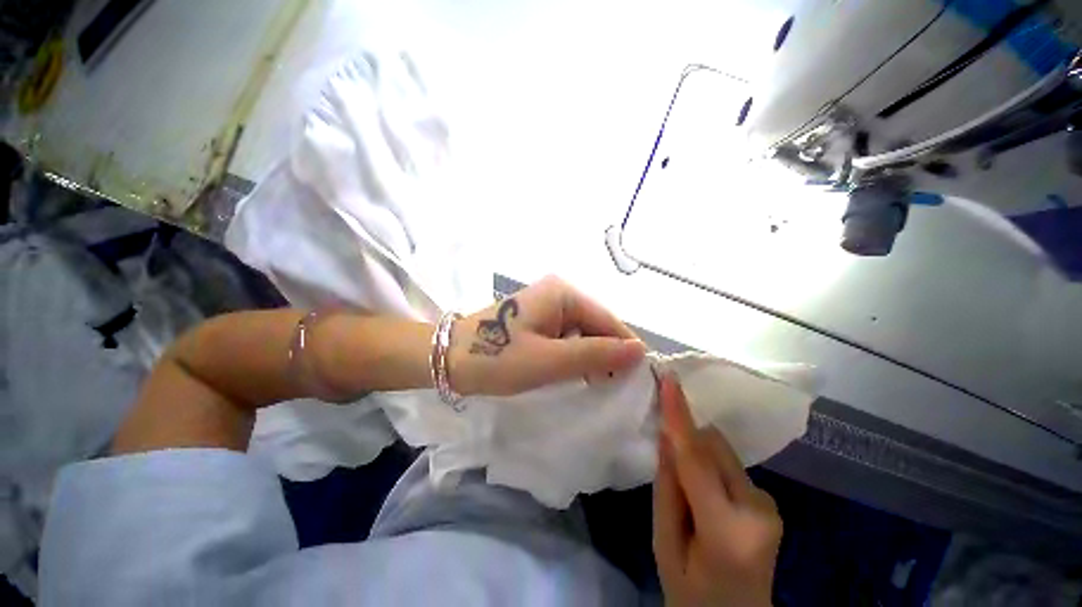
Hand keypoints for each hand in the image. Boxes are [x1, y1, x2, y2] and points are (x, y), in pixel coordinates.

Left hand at [448, 275, 646, 395]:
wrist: (450, 359)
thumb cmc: (498, 358)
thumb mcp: (551, 360)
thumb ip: (596, 354)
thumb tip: (640, 351)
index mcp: (564, 293)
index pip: (608, 320)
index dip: (623, 349)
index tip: (635, 380)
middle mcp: (559, 292)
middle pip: (596, 324)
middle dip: (605, 354)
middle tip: (611, 387)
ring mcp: (547, 305)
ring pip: (582, 332)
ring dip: (589, 356)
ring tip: (593, 383)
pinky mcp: (538, 319)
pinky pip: (567, 336)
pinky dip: (573, 355)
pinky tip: (572, 372)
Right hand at [654, 374, 782, 606]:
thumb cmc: (691, 592)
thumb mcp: (664, 544)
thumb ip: (666, 487)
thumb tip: (666, 437)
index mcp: (728, 530)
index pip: (697, 460)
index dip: (680, 416)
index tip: (668, 379)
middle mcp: (759, 510)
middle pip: (713, 448)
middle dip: (686, 441)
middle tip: (666, 459)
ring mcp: (769, 504)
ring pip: (722, 452)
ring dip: (698, 455)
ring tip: (688, 489)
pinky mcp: (770, 500)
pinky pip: (729, 465)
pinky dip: (710, 466)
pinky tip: (705, 494)